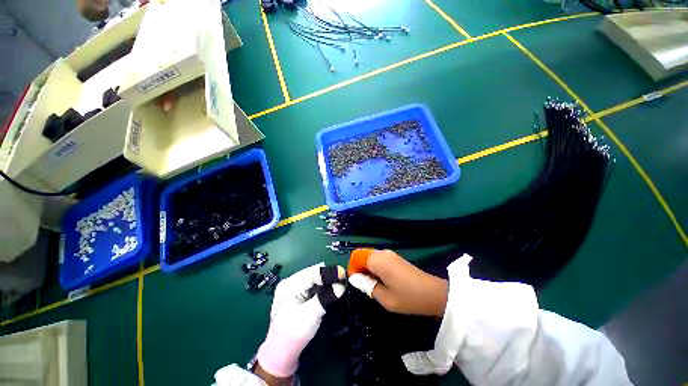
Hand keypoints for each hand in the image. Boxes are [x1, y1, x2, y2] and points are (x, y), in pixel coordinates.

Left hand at [256, 262, 345, 380]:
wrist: (281, 352)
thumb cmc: (294, 334)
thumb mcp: (311, 315)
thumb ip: (326, 298)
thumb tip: (341, 286)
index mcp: (290, 284)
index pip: (313, 272)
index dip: (330, 271)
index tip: (344, 274)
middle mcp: (291, 281)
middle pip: (314, 272)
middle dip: (329, 276)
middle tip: (343, 282)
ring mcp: (293, 287)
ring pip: (314, 278)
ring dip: (326, 281)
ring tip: (338, 286)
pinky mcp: (297, 293)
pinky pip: (312, 284)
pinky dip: (322, 286)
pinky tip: (328, 291)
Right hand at [348, 250, 447, 316]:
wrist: (434, 293)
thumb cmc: (408, 297)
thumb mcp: (385, 298)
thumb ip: (367, 286)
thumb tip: (354, 279)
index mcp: (378, 260)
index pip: (357, 256)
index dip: (352, 268)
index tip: (355, 282)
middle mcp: (382, 253)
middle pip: (363, 255)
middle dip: (359, 268)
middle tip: (362, 285)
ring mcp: (390, 254)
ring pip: (371, 257)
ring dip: (367, 268)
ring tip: (371, 284)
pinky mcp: (395, 258)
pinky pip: (379, 259)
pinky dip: (375, 267)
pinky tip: (380, 280)